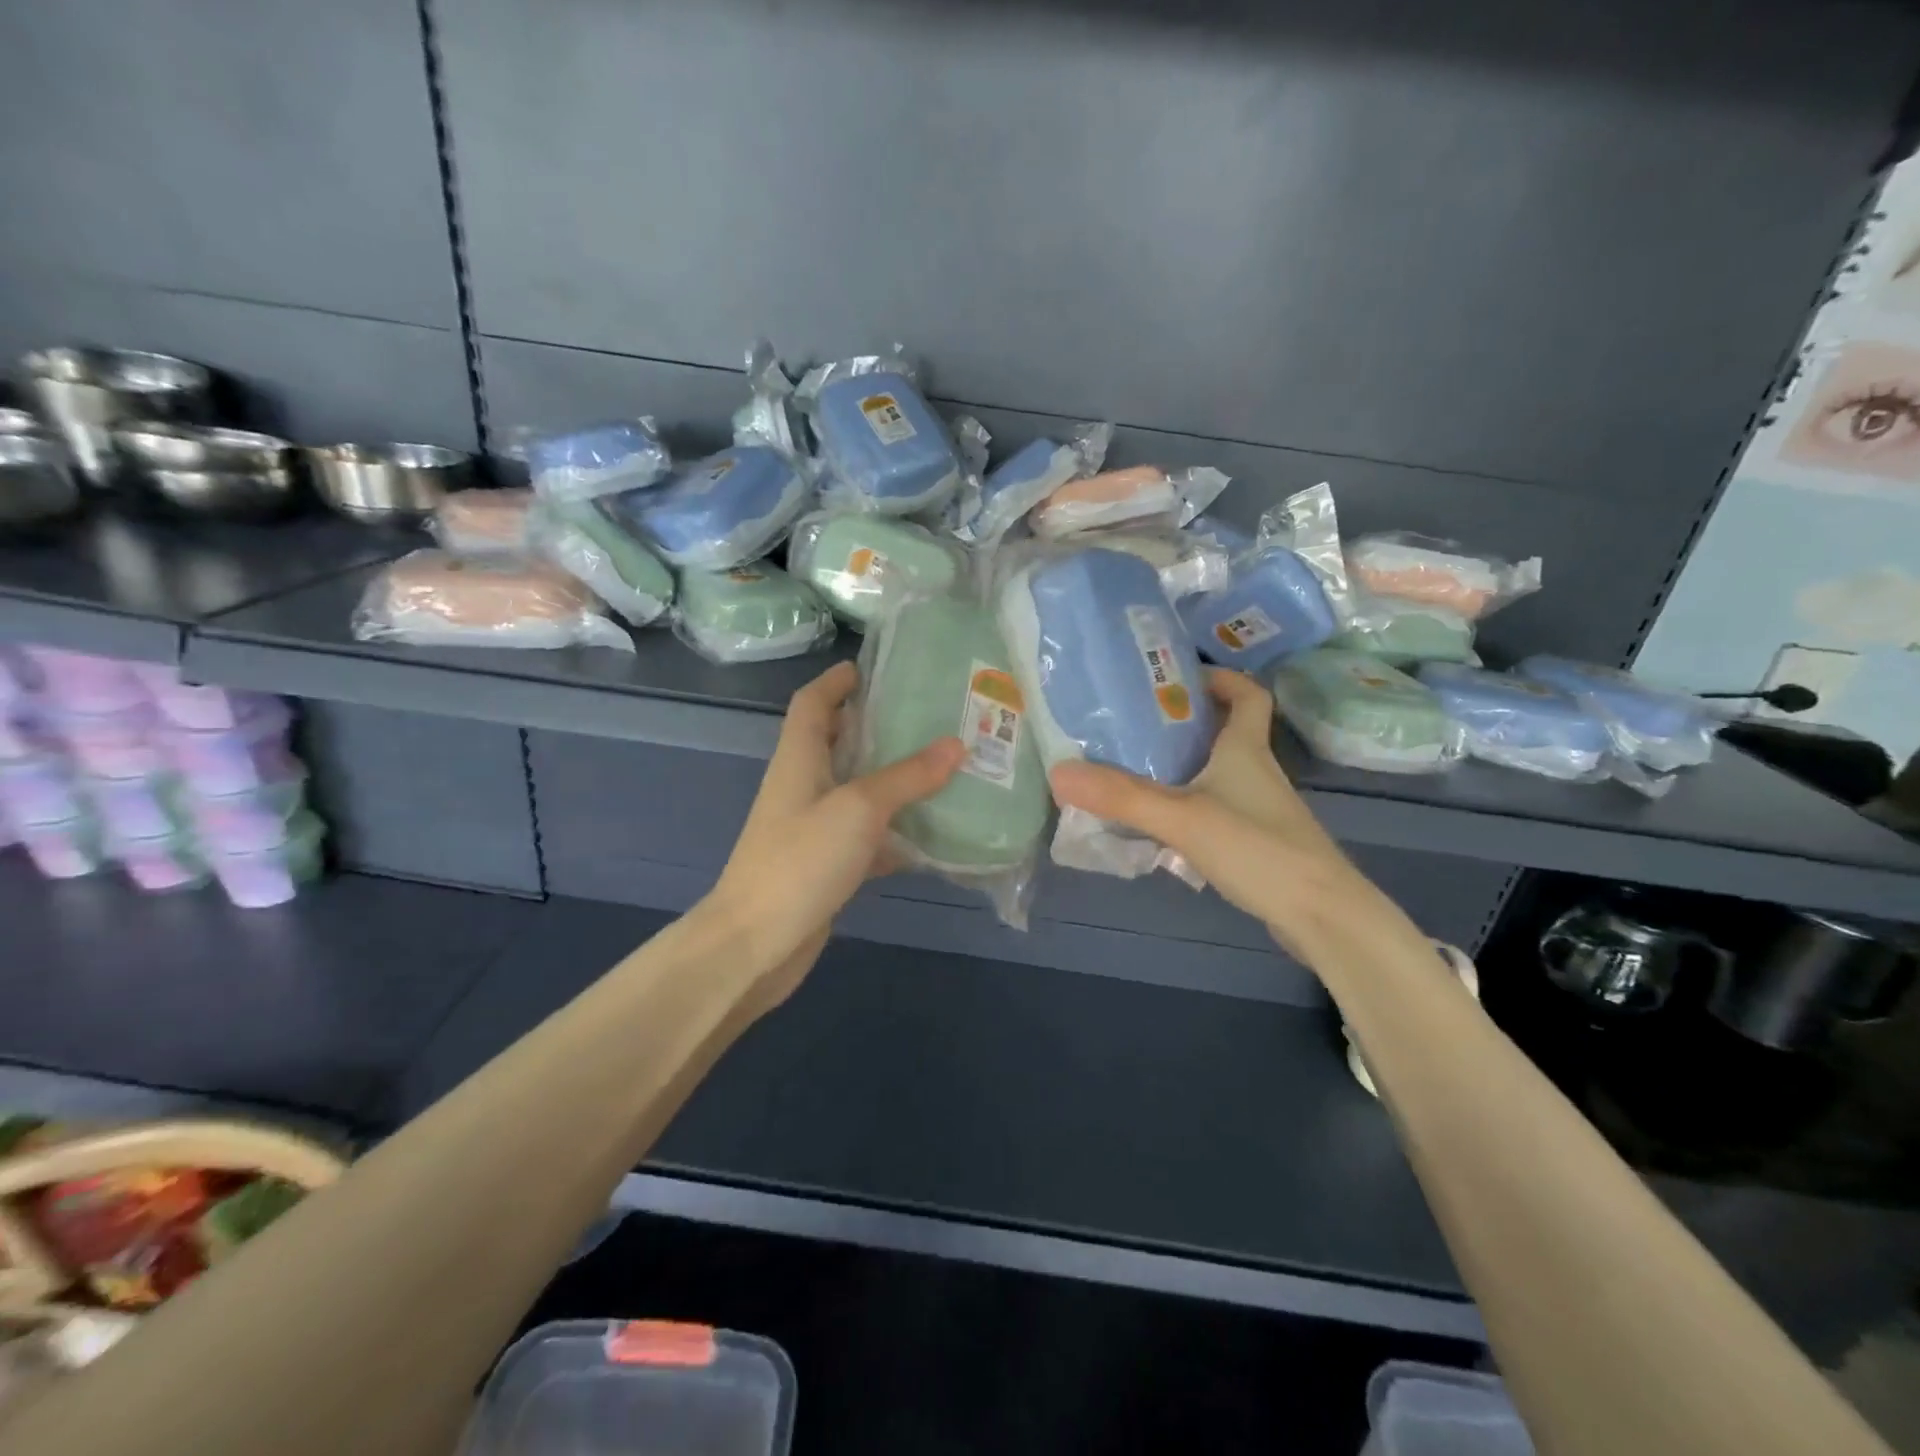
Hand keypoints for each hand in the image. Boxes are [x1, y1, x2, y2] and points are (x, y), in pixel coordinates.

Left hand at [701, 661, 964, 999]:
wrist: (756, 944)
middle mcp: (803, 786)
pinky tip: (932, 835)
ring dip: (892, 780)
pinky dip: (895, 832)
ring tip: (943, 767)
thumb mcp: (859, 809)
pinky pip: (866, 837)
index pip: (813, 703)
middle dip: (876, 726)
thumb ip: (907, 777)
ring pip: (857, 791)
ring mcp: (813, 828)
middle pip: (838, 743)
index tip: (875, 668)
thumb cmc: (800, 860)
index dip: (837, 680)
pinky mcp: (826, 865)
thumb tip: (957, 745)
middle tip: (929, 717)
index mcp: (799, 758)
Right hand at [1049, 668, 1384, 959]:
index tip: (1180, 677)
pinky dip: (1187, 803)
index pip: (1248, 694)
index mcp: (1245, 749)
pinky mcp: (1255, 840)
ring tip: (1131, 766)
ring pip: (1217, 771)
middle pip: (1224, 730)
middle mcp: (1255, 771)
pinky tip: (1156, 821)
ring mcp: (1258, 808)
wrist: (1322, 916)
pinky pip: (1215, 806)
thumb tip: (1059, 772)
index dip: (1221, 678)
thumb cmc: (1258, 849)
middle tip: (1134, 722)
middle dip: (1185, 720)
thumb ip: (1122, 796)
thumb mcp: (1183, 818)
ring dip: (1182, 763)